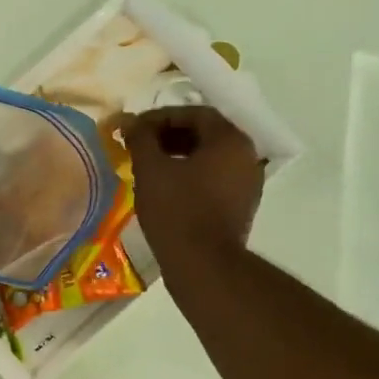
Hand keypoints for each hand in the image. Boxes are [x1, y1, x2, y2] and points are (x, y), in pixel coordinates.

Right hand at [122, 106, 265, 264]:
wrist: (202, 264)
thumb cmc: (176, 210)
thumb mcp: (151, 169)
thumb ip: (141, 138)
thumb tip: (131, 122)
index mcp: (230, 140)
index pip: (195, 114)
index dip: (161, 117)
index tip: (135, 129)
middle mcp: (247, 156)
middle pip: (205, 134)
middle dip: (169, 135)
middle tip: (140, 145)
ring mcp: (247, 183)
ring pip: (210, 157)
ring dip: (179, 155)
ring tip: (149, 166)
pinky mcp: (241, 206)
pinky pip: (214, 178)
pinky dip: (191, 175)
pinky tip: (166, 187)